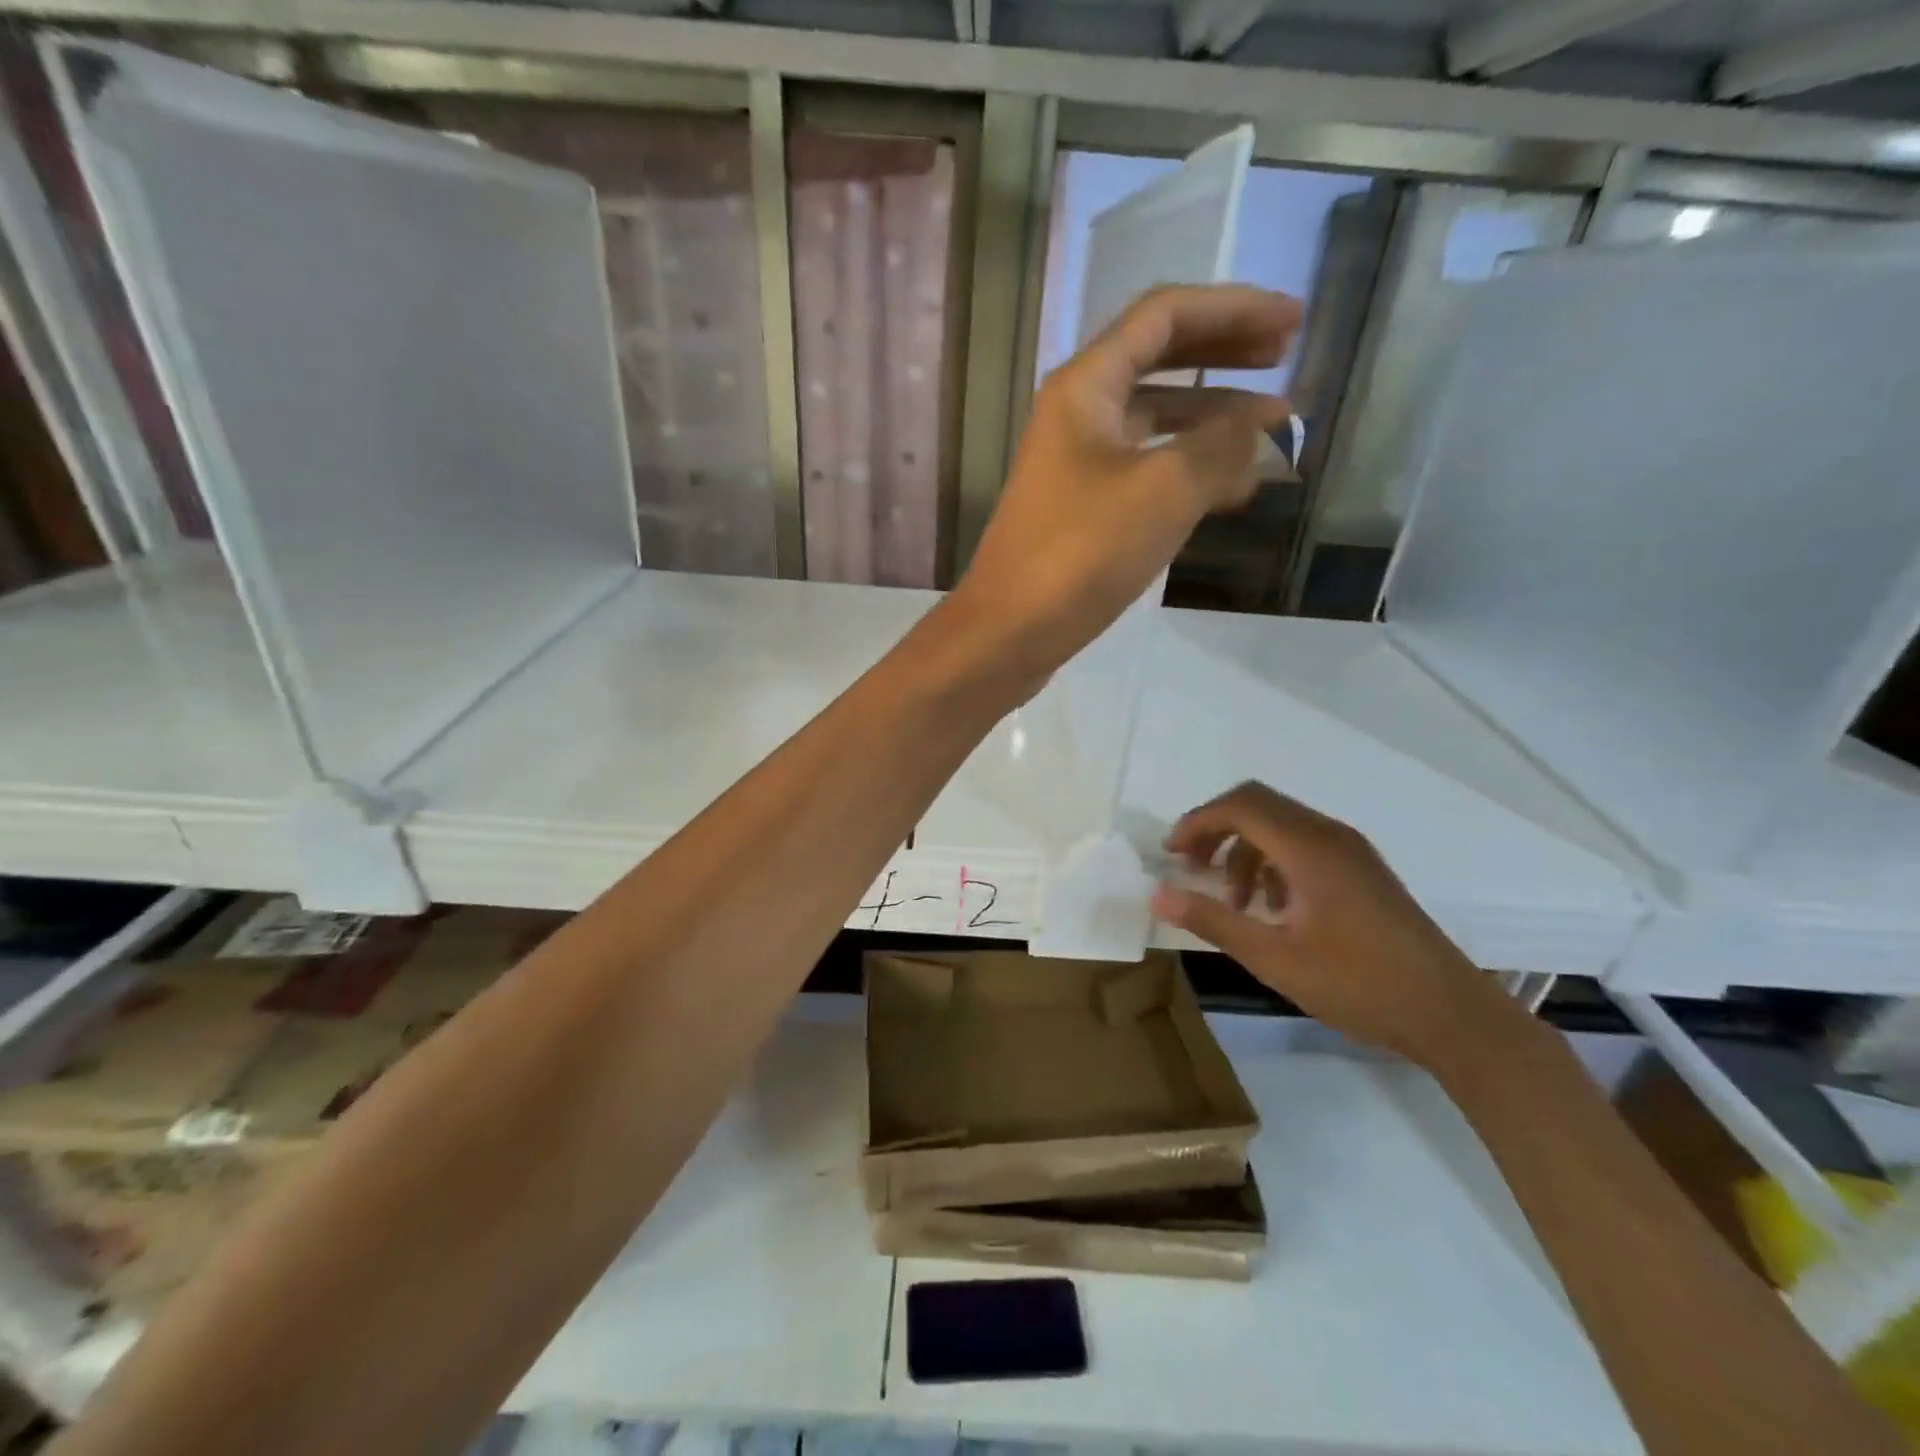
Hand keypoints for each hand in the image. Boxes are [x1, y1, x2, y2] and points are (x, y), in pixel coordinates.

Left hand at [949, 285, 1298, 679]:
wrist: (1010, 631)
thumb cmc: (1081, 553)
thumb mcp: (1164, 490)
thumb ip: (1222, 446)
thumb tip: (1264, 425)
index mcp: (1086, 386)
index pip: (1165, 316)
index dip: (1233, 309)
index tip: (1294, 323)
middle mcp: (1077, 414)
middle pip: (1159, 360)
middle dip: (1224, 354)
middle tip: (1286, 358)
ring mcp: (1077, 464)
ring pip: (1155, 421)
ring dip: (1213, 418)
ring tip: (1275, 429)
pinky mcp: (1082, 509)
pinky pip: (1145, 469)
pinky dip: (1189, 468)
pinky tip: (1233, 487)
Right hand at [1151, 782, 1506, 1067]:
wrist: (1451, 1014)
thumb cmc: (1359, 985)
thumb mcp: (1274, 958)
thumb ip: (1213, 920)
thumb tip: (1158, 893)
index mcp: (1309, 848)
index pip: (1239, 806)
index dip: (1197, 822)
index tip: (1170, 854)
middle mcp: (1330, 835)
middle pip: (1258, 805)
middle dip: (1215, 829)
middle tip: (1191, 867)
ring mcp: (1351, 851)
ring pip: (1281, 824)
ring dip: (1244, 849)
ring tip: (1233, 901)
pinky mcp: (1362, 870)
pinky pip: (1304, 844)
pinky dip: (1272, 861)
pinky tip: (1272, 908)